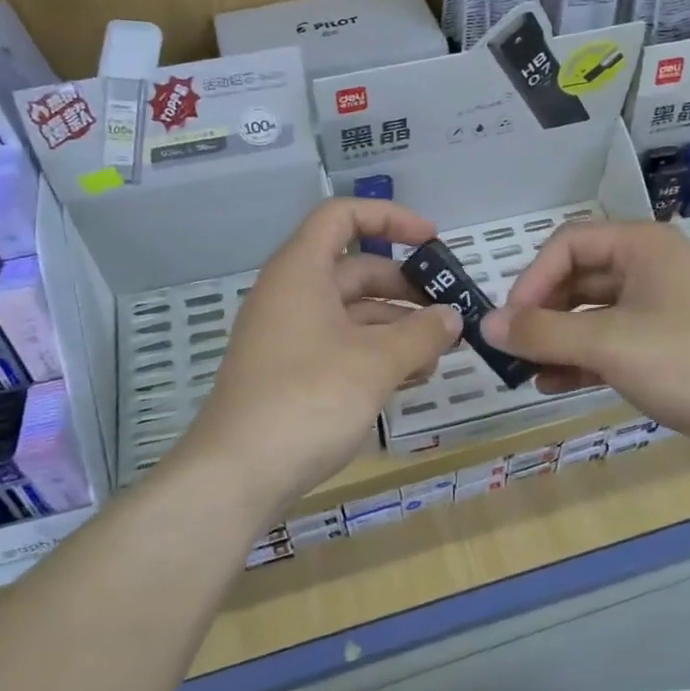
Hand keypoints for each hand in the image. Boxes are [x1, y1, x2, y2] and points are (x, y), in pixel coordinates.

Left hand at [168, 199, 461, 515]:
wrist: (237, 474)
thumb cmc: (309, 399)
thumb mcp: (376, 363)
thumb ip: (421, 334)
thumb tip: (452, 318)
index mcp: (301, 271)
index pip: (343, 216)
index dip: (391, 218)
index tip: (433, 241)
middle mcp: (291, 295)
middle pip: (355, 270)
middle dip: (405, 289)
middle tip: (447, 313)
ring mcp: (287, 336)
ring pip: (351, 314)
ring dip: (396, 328)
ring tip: (438, 356)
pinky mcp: (289, 373)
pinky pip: (340, 346)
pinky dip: (375, 355)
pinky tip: (409, 380)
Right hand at [479, 220, 689, 477]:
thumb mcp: (610, 344)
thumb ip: (543, 333)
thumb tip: (486, 325)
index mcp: (641, 247)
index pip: (567, 244)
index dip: (532, 279)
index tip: (511, 321)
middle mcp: (649, 269)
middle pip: (576, 279)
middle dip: (541, 313)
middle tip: (512, 348)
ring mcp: (659, 309)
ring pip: (591, 315)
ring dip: (556, 340)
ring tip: (526, 371)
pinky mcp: (664, 346)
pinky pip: (610, 343)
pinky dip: (581, 360)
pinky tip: (553, 384)